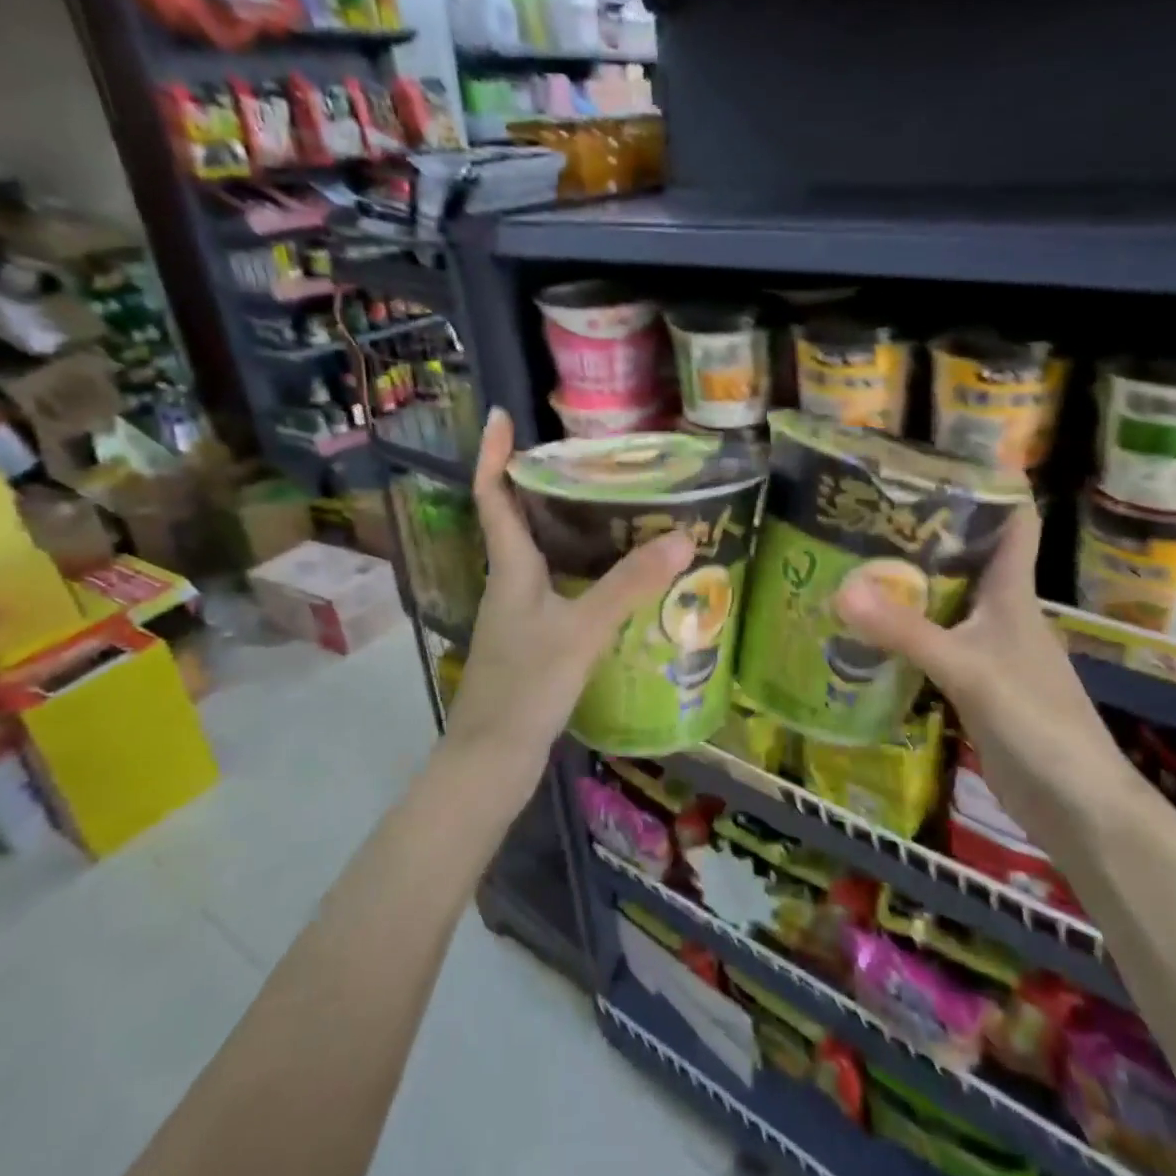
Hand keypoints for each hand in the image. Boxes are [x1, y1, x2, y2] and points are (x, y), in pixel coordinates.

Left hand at [445, 408, 693, 797]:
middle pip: (518, 519)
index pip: (493, 497)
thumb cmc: (527, 686)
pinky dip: (581, 568)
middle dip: (543, 483)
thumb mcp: (583, 630)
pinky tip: (615, 579)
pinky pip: (556, 586)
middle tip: (589, 462)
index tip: (502, 416)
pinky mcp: (533, 640)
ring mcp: (518, 613)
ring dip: (565, 526)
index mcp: (510, 568)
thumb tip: (683, 537)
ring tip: (613, 508)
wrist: (492, 760)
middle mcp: (509, 583)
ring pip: (540, 554)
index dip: (494, 454)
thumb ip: (631, 585)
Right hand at [834, 506, 1137, 844]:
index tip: (937, 463)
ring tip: (854, 562)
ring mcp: (991, 650)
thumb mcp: (967, 669)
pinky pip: (937, 643)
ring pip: (948, 601)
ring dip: (910, 584)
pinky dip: (908, 632)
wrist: (1079, 806)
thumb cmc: (1037, 721)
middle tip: (865, 514)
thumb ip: (905, 632)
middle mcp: (1003, 612)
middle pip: (968, 557)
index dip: (988, 487)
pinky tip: (871, 632)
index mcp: (1013, 593)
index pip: (1013, 522)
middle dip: (923, 533)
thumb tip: (839, 587)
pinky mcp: (977, 685)